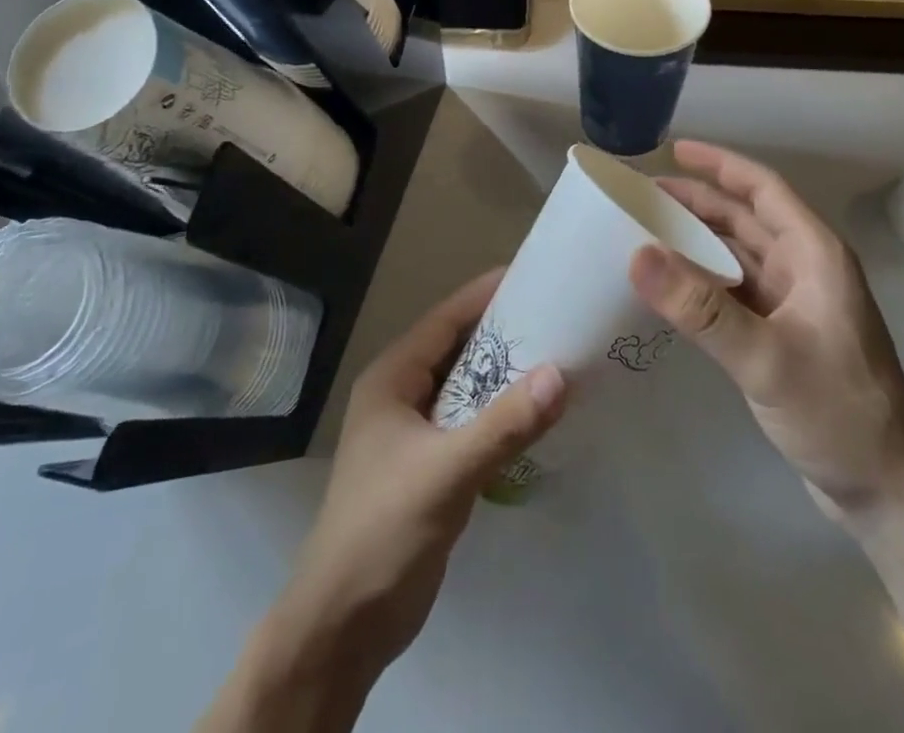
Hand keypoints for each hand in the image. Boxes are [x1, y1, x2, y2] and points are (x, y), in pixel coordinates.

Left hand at [270, 271, 567, 679]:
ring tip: (560, 358)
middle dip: (505, 334)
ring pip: (468, 387)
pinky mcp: (430, 466)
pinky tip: (538, 415)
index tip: (536, 276)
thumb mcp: (446, 472)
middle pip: (460, 349)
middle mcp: (402, 395)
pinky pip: (472, 423)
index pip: (446, 318)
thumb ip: (504, 425)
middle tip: (560, 317)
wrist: (343, 627)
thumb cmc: (383, 531)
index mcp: (393, 378)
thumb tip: (561, 373)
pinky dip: (501, 414)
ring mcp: (414, 433)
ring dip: (506, 376)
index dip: (487, 294)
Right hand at [629, 140, 903, 520]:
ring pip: (738, 255)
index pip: (763, 189)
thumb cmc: (838, 413)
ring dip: (697, 241)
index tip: (674, 149)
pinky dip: (703, 281)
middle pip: (745, 218)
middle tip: (642, 196)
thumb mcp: (765, 358)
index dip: (720, 164)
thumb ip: (700, 307)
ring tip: (646, 232)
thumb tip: (637, 253)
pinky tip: (671, 286)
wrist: (888, 492)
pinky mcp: (783, 334)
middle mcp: (805, 269)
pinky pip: (735, 291)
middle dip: (697, 202)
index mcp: (814, 255)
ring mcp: (795, 303)